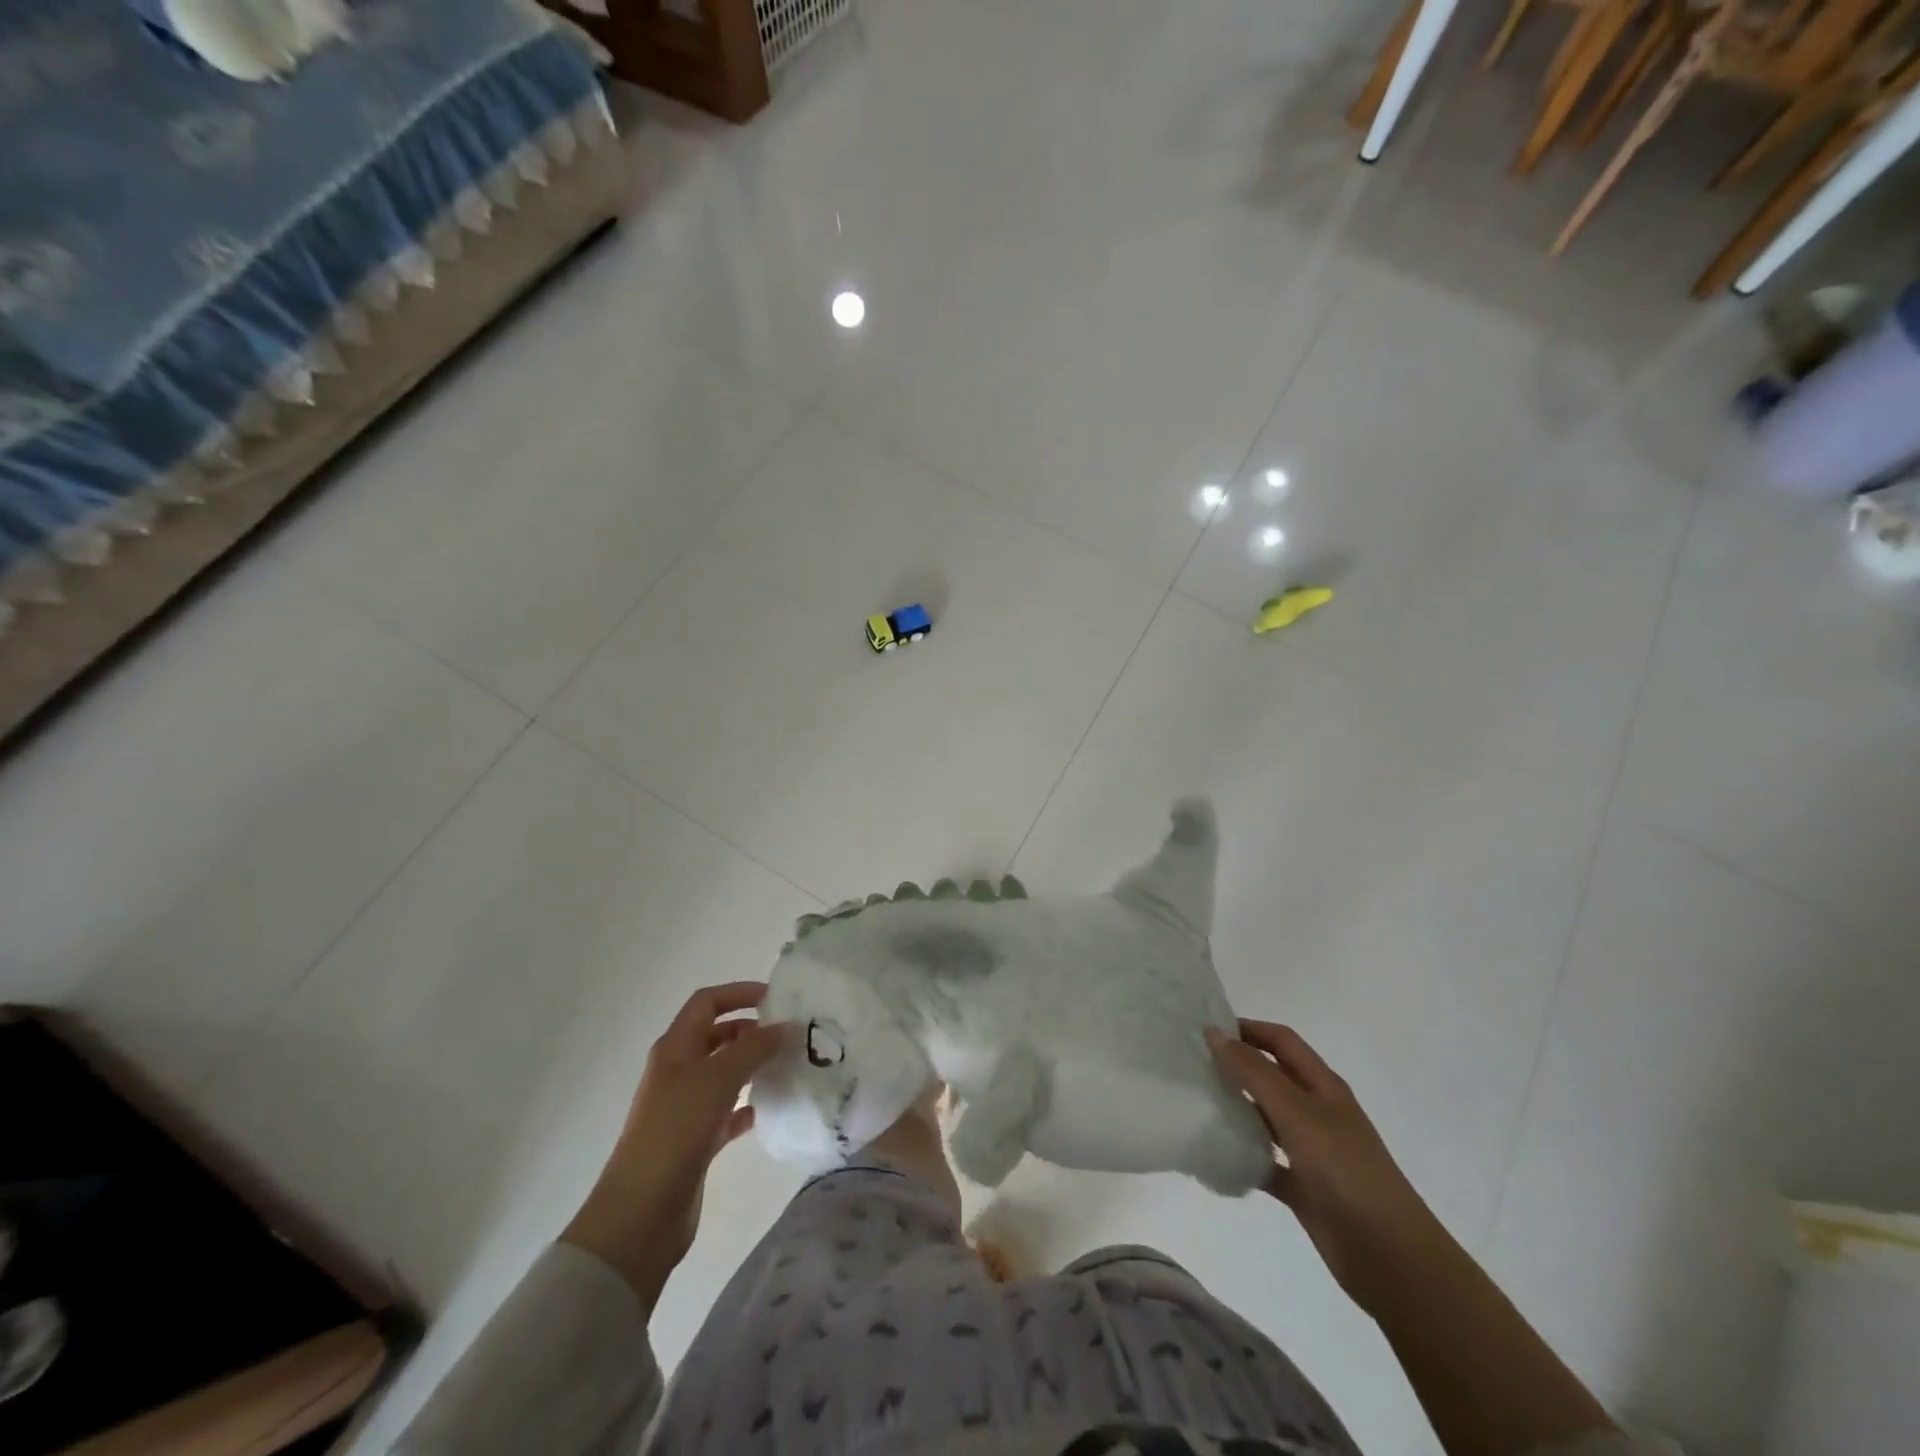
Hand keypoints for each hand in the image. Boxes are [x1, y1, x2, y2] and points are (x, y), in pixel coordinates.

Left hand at [561, 982, 787, 1311]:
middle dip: (749, 1030)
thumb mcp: (719, 1078)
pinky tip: (765, 1109)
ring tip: (784, 1065)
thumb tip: (786, 1026)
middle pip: (715, 1036)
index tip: (775, 997)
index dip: (738, 993)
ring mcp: (684, 1107)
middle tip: (786, 1034)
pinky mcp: (693, 1141)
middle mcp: (677, 1072)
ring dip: (750, 1066)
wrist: (642, 1212)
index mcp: (675, 1048)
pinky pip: (725, 1112)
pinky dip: (744, 1105)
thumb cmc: (677, 1130)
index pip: (706, 1003)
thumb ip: (755, 1047)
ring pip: (722, 1073)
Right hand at [1207, 1019, 1456, 1319]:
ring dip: (1235, 1108)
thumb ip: (1254, 1072)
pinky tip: (1214, 1153)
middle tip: (1192, 1063)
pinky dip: (1242, 1156)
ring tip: (1195, 1101)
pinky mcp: (1303, 1188)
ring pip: (1265, 1118)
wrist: (1391, 1257)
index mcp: (1323, 1086)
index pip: (1281, 1041)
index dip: (1248, 1029)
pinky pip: (1264, 1162)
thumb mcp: (1297, 1113)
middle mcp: (1317, 1112)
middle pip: (1272, 1076)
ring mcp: (1311, 1151)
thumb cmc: (1345, 1171)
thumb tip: (1214, 1032)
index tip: (1206, 1030)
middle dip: (1236, 1066)